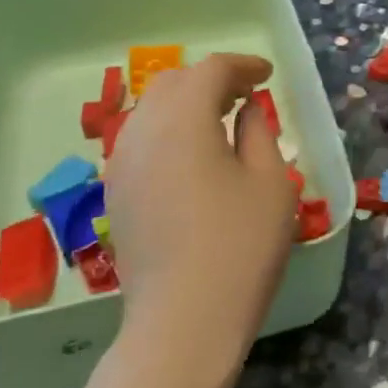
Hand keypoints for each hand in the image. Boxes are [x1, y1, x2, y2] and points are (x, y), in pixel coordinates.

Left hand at [104, 54, 297, 380]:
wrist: (183, 322)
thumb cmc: (240, 246)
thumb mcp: (270, 182)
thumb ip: (259, 133)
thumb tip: (246, 110)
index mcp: (183, 121)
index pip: (210, 71)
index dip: (241, 65)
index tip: (267, 75)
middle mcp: (143, 133)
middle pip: (173, 84)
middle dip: (211, 79)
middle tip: (246, 94)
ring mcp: (122, 165)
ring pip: (151, 110)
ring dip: (187, 103)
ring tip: (222, 120)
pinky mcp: (117, 194)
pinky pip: (142, 140)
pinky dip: (170, 129)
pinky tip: (195, 155)